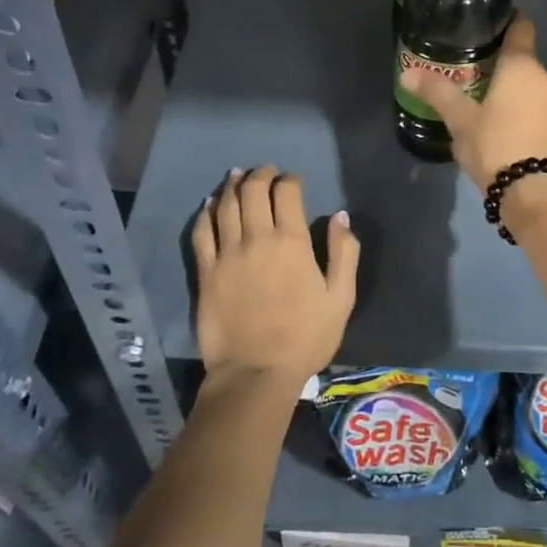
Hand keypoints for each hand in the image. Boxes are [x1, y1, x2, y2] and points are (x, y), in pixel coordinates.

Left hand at [192, 166, 358, 388]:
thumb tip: (341, 216)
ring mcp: (227, 254)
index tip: (293, 180)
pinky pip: (202, 232)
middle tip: (265, 171)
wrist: (255, 374)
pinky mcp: (206, 272)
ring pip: (225, 205)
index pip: (286, 192)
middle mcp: (257, 238)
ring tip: (237, 175)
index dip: (289, 179)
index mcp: (292, 241)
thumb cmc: (305, 337)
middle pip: (253, 191)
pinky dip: (206, 213)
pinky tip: (210, 204)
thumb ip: (344, 253)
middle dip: (260, 175)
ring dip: (232, 186)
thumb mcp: (341, 298)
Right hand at [399, 11, 546, 191]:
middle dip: (498, 57)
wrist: (532, 192)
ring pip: (528, 81)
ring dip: (508, 82)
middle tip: (468, 62)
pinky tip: (497, 116)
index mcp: (522, 65)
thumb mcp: (460, 118)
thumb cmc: (495, 144)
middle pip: (522, 55)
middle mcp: (543, 77)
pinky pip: (533, 101)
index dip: (507, 19)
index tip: (487, 20)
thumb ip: (436, 92)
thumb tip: (406, 73)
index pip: (522, 26)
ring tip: (478, 90)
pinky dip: (518, 101)